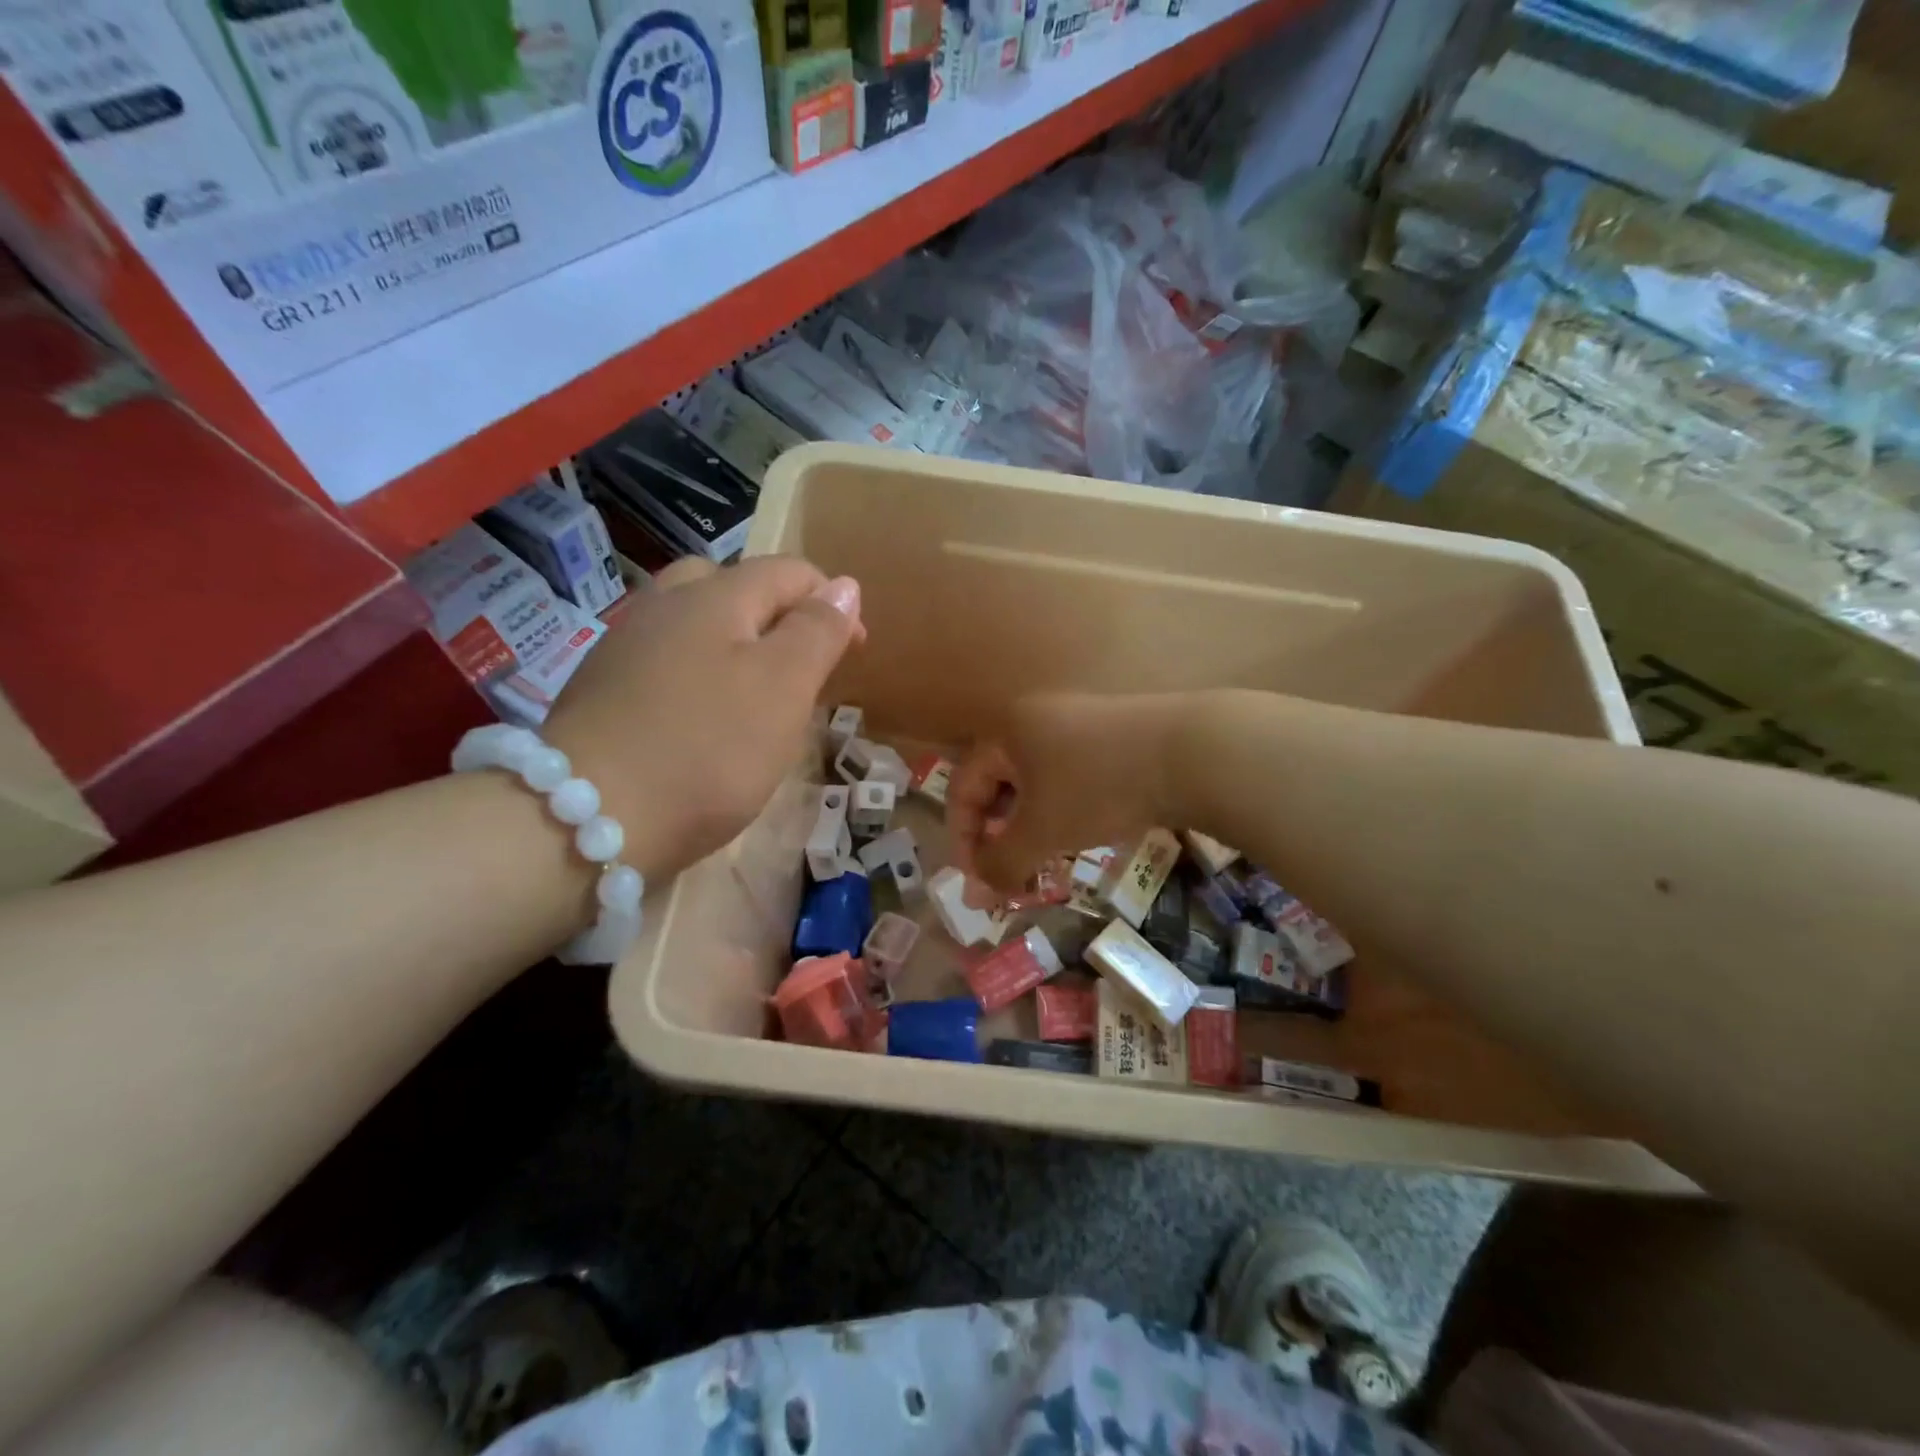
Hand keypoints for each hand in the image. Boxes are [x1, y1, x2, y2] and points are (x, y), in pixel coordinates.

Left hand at [544, 556, 862, 878]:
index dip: (831, 603)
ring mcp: (625, 646)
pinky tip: (702, 718)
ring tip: (756, 692)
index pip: (788, 572)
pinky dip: (698, 673)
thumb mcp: (782, 687)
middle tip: (800, 667)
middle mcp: (665, 606)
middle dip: (776, 614)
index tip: (854, 654)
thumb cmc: (707, 750)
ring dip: (735, 643)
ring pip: (693, 622)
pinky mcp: (603, 689)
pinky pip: (666, 660)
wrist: (587, 819)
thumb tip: (844, 586)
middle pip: (731, 584)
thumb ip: (816, 631)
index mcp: (715, 596)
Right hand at [948, 692, 1188, 893]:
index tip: (976, 882)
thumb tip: (977, 894)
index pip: (964, 786)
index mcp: (1007, 730)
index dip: (963, 838)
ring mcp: (1076, 723)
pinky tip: (1077, 836)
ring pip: (1035, 783)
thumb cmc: (1097, 787)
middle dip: (998, 836)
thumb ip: (1002, 863)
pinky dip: (1061, 811)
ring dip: (1030, 828)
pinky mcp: (1110, 736)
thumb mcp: (1043, 830)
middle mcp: (1035, 718)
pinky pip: (1067, 778)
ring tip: (1041, 864)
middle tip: (1008, 877)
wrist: (1189, 753)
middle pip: (998, 784)